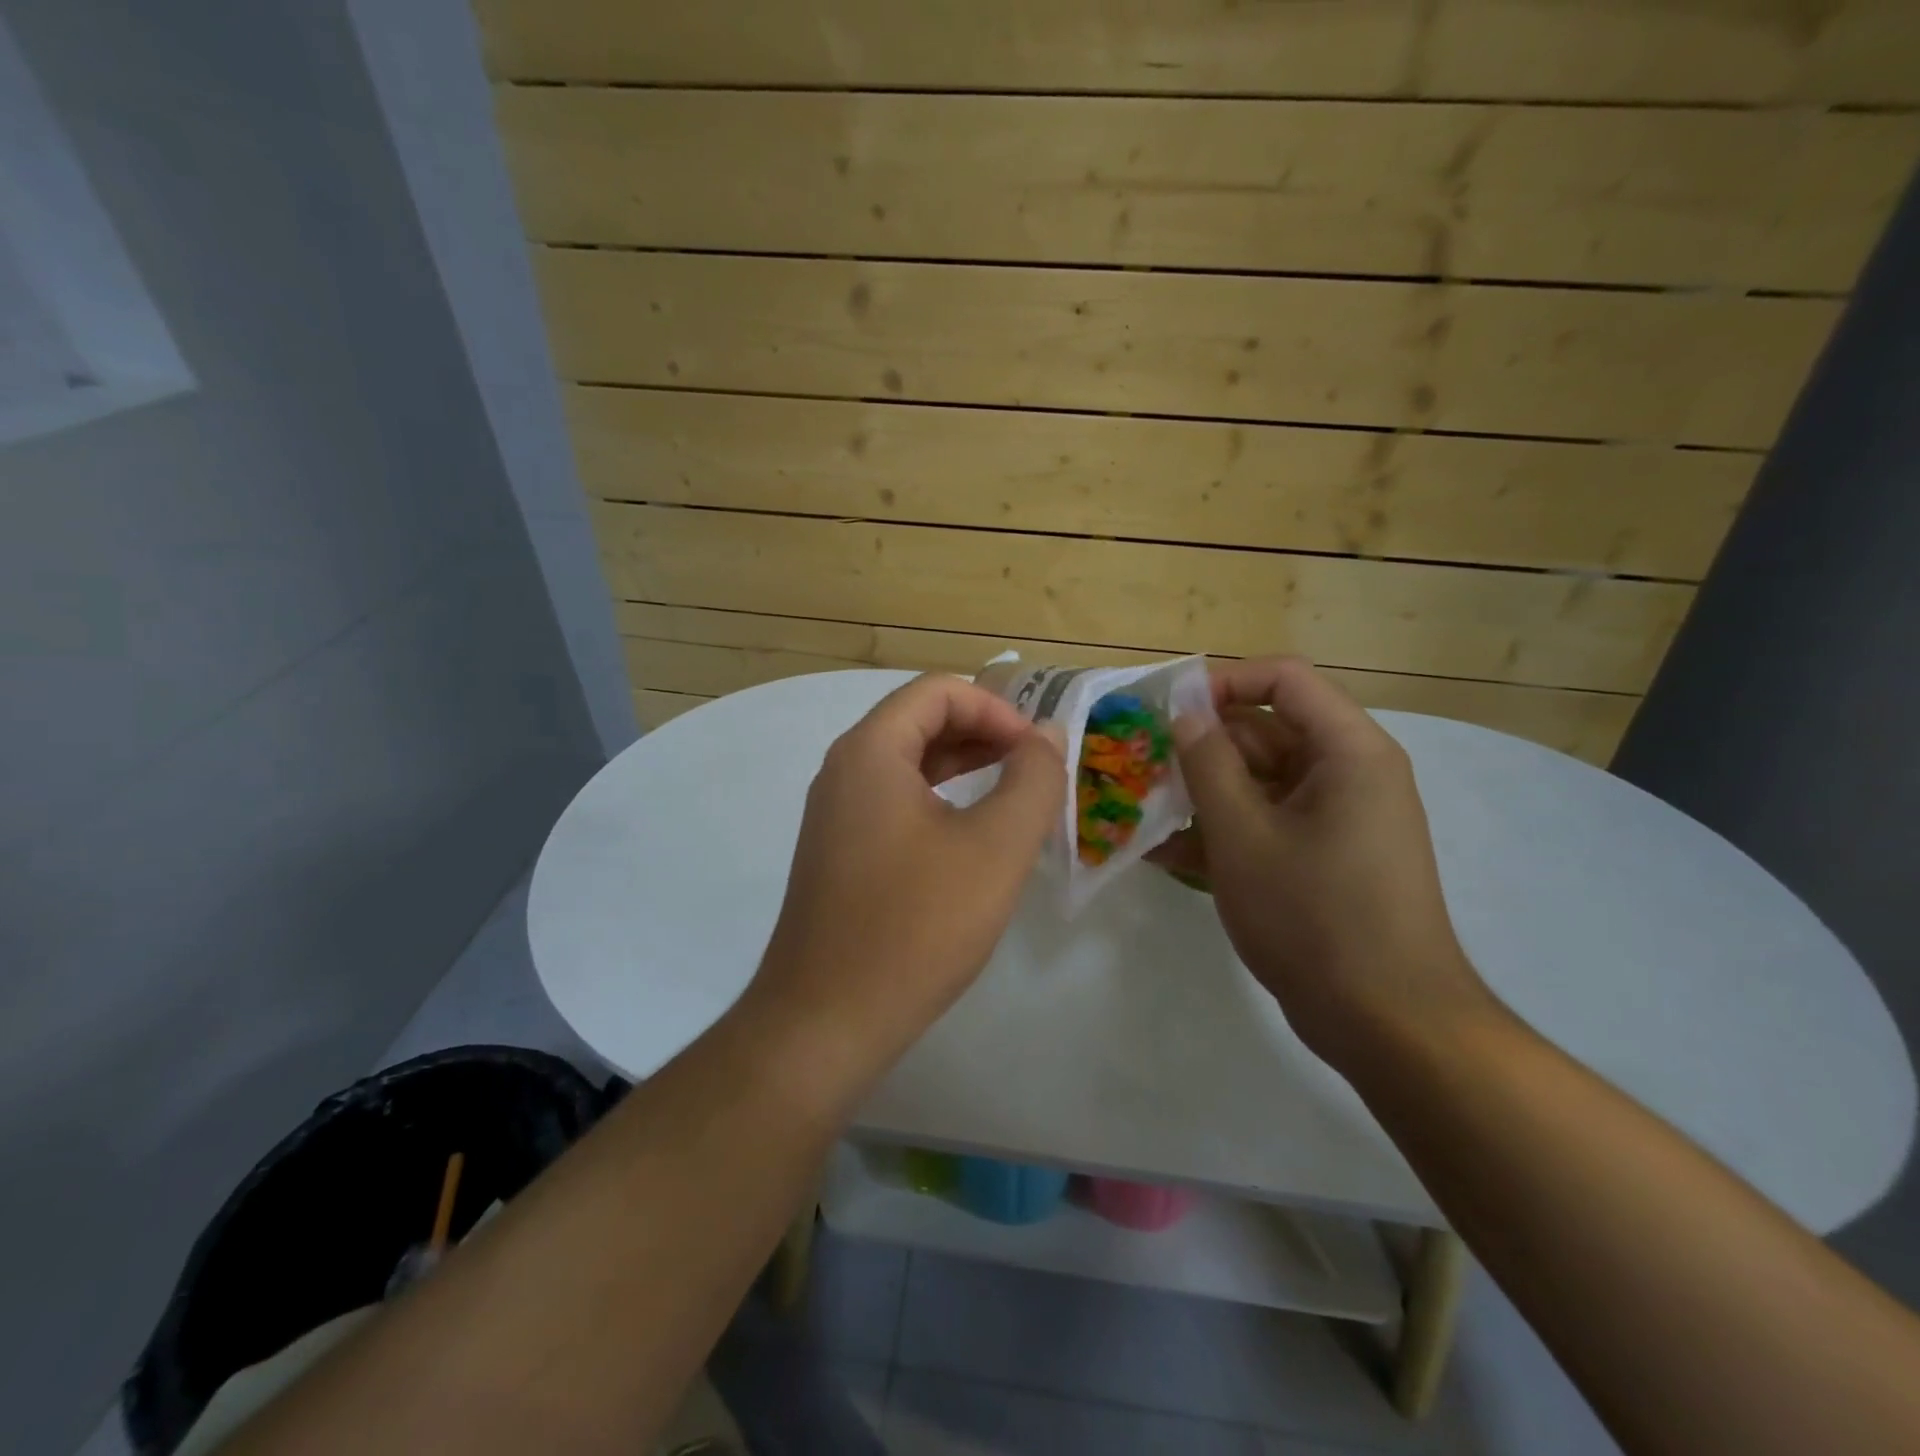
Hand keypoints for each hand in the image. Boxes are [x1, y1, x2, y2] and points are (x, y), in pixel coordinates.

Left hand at [745, 674, 1065, 1077]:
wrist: (825, 1020)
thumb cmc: (915, 926)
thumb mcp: (995, 848)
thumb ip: (1032, 781)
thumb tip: (1047, 736)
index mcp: (870, 751)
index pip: (938, 691)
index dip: (996, 709)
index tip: (1037, 751)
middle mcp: (843, 770)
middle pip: (919, 721)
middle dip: (983, 734)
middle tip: (1035, 769)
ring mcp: (836, 814)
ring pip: (908, 764)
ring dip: (964, 767)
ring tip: (1015, 795)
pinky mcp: (840, 852)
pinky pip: (895, 803)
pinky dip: (940, 801)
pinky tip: (973, 837)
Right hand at [1154, 658, 1493, 1064]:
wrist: (1388, 1023)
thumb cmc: (1314, 916)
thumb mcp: (1243, 835)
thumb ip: (1208, 764)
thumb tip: (1186, 712)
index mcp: (1347, 751)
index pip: (1283, 679)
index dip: (1223, 683)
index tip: (1168, 711)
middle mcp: (1349, 773)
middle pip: (1267, 730)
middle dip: (1202, 747)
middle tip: (1142, 768)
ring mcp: (1337, 818)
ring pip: (1260, 780)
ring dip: (1204, 793)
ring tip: (1144, 812)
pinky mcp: (1324, 857)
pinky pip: (1269, 822)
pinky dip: (1224, 831)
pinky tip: (1166, 854)